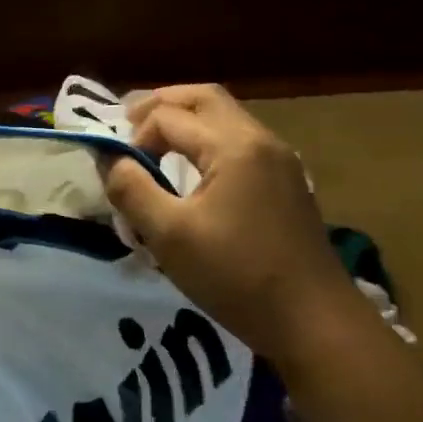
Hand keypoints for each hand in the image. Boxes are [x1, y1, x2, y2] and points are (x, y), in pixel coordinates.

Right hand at [101, 84, 364, 367]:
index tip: (121, 175)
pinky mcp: (285, 183)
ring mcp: (279, 161)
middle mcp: (261, 140)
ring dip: (184, 121)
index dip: (134, 137)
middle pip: (204, 98)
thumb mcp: (168, 235)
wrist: (314, 323)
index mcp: (234, 146)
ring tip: (151, 145)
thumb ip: (131, 188)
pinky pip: (238, 141)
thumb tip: (109, 158)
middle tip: (127, 124)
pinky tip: (188, 171)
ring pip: (224, 118)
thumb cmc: (236, 275)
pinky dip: (205, 141)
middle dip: (160, 104)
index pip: (168, 117)